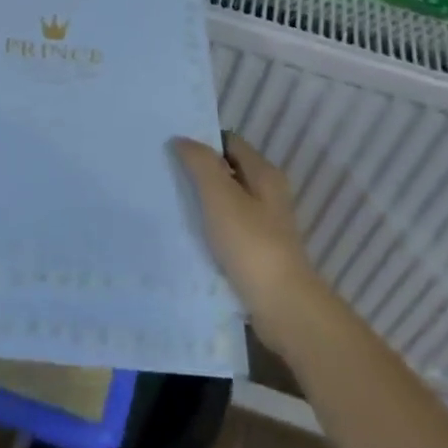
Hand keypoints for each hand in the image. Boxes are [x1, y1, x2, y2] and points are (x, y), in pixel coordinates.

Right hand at [172, 131, 322, 338]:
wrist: (283, 307)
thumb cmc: (251, 245)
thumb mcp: (221, 198)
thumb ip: (201, 165)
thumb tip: (182, 140)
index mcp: (265, 175)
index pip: (230, 142)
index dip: (203, 141)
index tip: (172, 148)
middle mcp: (268, 194)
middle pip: (229, 171)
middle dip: (200, 171)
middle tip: (165, 173)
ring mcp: (265, 225)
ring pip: (227, 201)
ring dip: (203, 200)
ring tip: (170, 201)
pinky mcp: (258, 251)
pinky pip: (228, 228)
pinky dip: (210, 226)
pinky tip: (188, 233)